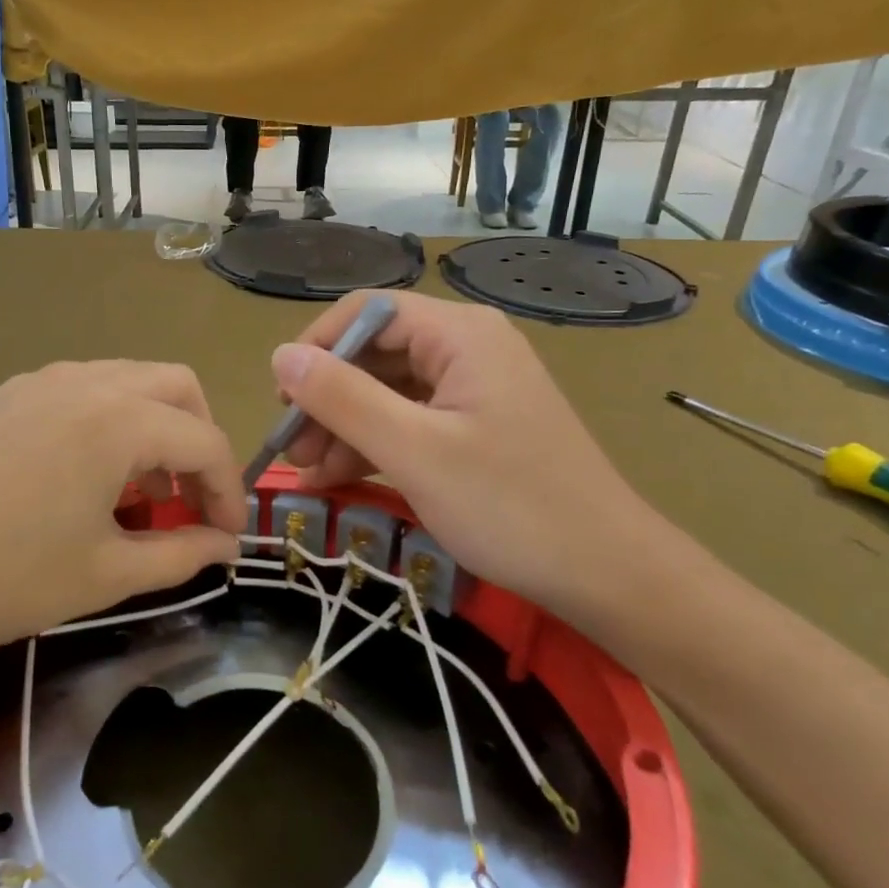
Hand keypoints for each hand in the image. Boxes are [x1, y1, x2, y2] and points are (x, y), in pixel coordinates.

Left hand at [0, 362, 246, 742]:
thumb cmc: (12, 579)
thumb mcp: (110, 573)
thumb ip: (183, 553)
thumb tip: (226, 546)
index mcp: (119, 420)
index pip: (204, 440)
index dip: (228, 488)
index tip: (229, 533)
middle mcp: (85, 381)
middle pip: (176, 387)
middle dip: (199, 437)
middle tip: (190, 496)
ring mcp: (39, 380)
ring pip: (127, 380)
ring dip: (153, 425)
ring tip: (139, 489)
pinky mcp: (4, 393)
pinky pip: (80, 388)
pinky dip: (107, 419)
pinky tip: (84, 472)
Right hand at [273, 292, 687, 636]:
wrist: (608, 575)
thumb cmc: (511, 507)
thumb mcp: (414, 452)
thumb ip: (343, 398)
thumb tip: (281, 356)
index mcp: (460, 334)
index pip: (367, 312)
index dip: (316, 347)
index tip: (282, 399)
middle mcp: (467, 347)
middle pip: (375, 353)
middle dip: (327, 398)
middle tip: (291, 448)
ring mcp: (474, 388)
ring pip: (388, 391)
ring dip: (344, 427)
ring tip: (309, 473)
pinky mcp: (476, 426)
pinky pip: (410, 421)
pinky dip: (374, 445)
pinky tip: (339, 478)